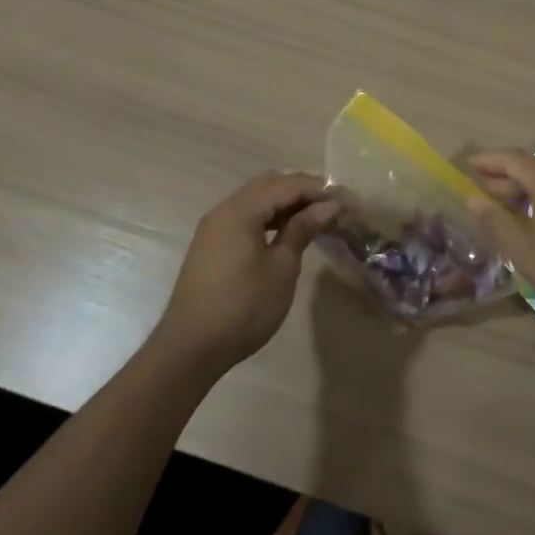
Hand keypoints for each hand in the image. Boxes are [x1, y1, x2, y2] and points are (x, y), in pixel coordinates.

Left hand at [154, 171, 337, 371]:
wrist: (189, 349)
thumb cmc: (243, 307)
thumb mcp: (281, 268)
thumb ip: (302, 229)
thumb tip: (327, 206)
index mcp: (240, 210)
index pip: (286, 184)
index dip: (318, 189)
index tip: (345, 200)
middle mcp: (224, 210)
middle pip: (269, 184)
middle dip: (301, 190)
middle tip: (330, 206)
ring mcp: (215, 227)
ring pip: (256, 199)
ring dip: (285, 203)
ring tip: (314, 218)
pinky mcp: (212, 245)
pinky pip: (245, 216)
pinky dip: (269, 217)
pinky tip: (287, 232)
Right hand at [466, 151, 534, 324]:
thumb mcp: (526, 251)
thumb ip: (497, 222)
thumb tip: (474, 198)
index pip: (510, 159)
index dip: (487, 161)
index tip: (468, 165)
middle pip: (532, 168)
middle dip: (506, 180)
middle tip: (485, 197)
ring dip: (529, 191)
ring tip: (513, 213)